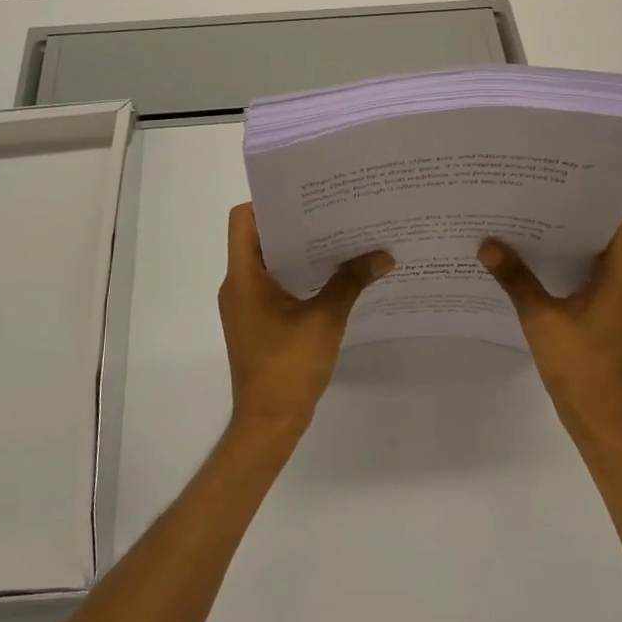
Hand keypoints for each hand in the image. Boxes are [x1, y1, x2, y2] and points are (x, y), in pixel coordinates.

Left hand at [218, 203, 392, 434]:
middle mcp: (237, 285)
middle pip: (259, 237)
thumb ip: (351, 282)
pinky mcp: (257, 320)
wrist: (268, 423)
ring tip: (339, 236)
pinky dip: (298, 274)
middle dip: (295, 223)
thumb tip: (384, 256)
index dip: (270, 203)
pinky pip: (274, 283)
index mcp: (243, 277)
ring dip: (299, 250)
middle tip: (334, 211)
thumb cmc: (288, 367)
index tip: (307, 197)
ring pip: (268, 261)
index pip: (244, 220)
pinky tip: (333, 274)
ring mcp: (245, 304)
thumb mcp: (325, 320)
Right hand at [480, 216, 621, 458]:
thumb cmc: (579, 367)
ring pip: (592, 264)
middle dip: (572, 221)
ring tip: (528, 228)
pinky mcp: (601, 322)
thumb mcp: (541, 320)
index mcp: (617, 280)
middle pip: (603, 241)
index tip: (565, 187)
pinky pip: (584, 285)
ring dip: (566, 247)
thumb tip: (488, 245)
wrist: (601, 423)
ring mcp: (612, 307)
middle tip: (535, 201)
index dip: (597, 203)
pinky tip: (532, 270)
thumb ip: (516, 280)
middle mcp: (620, 287)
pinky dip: (563, 272)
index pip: (619, 226)